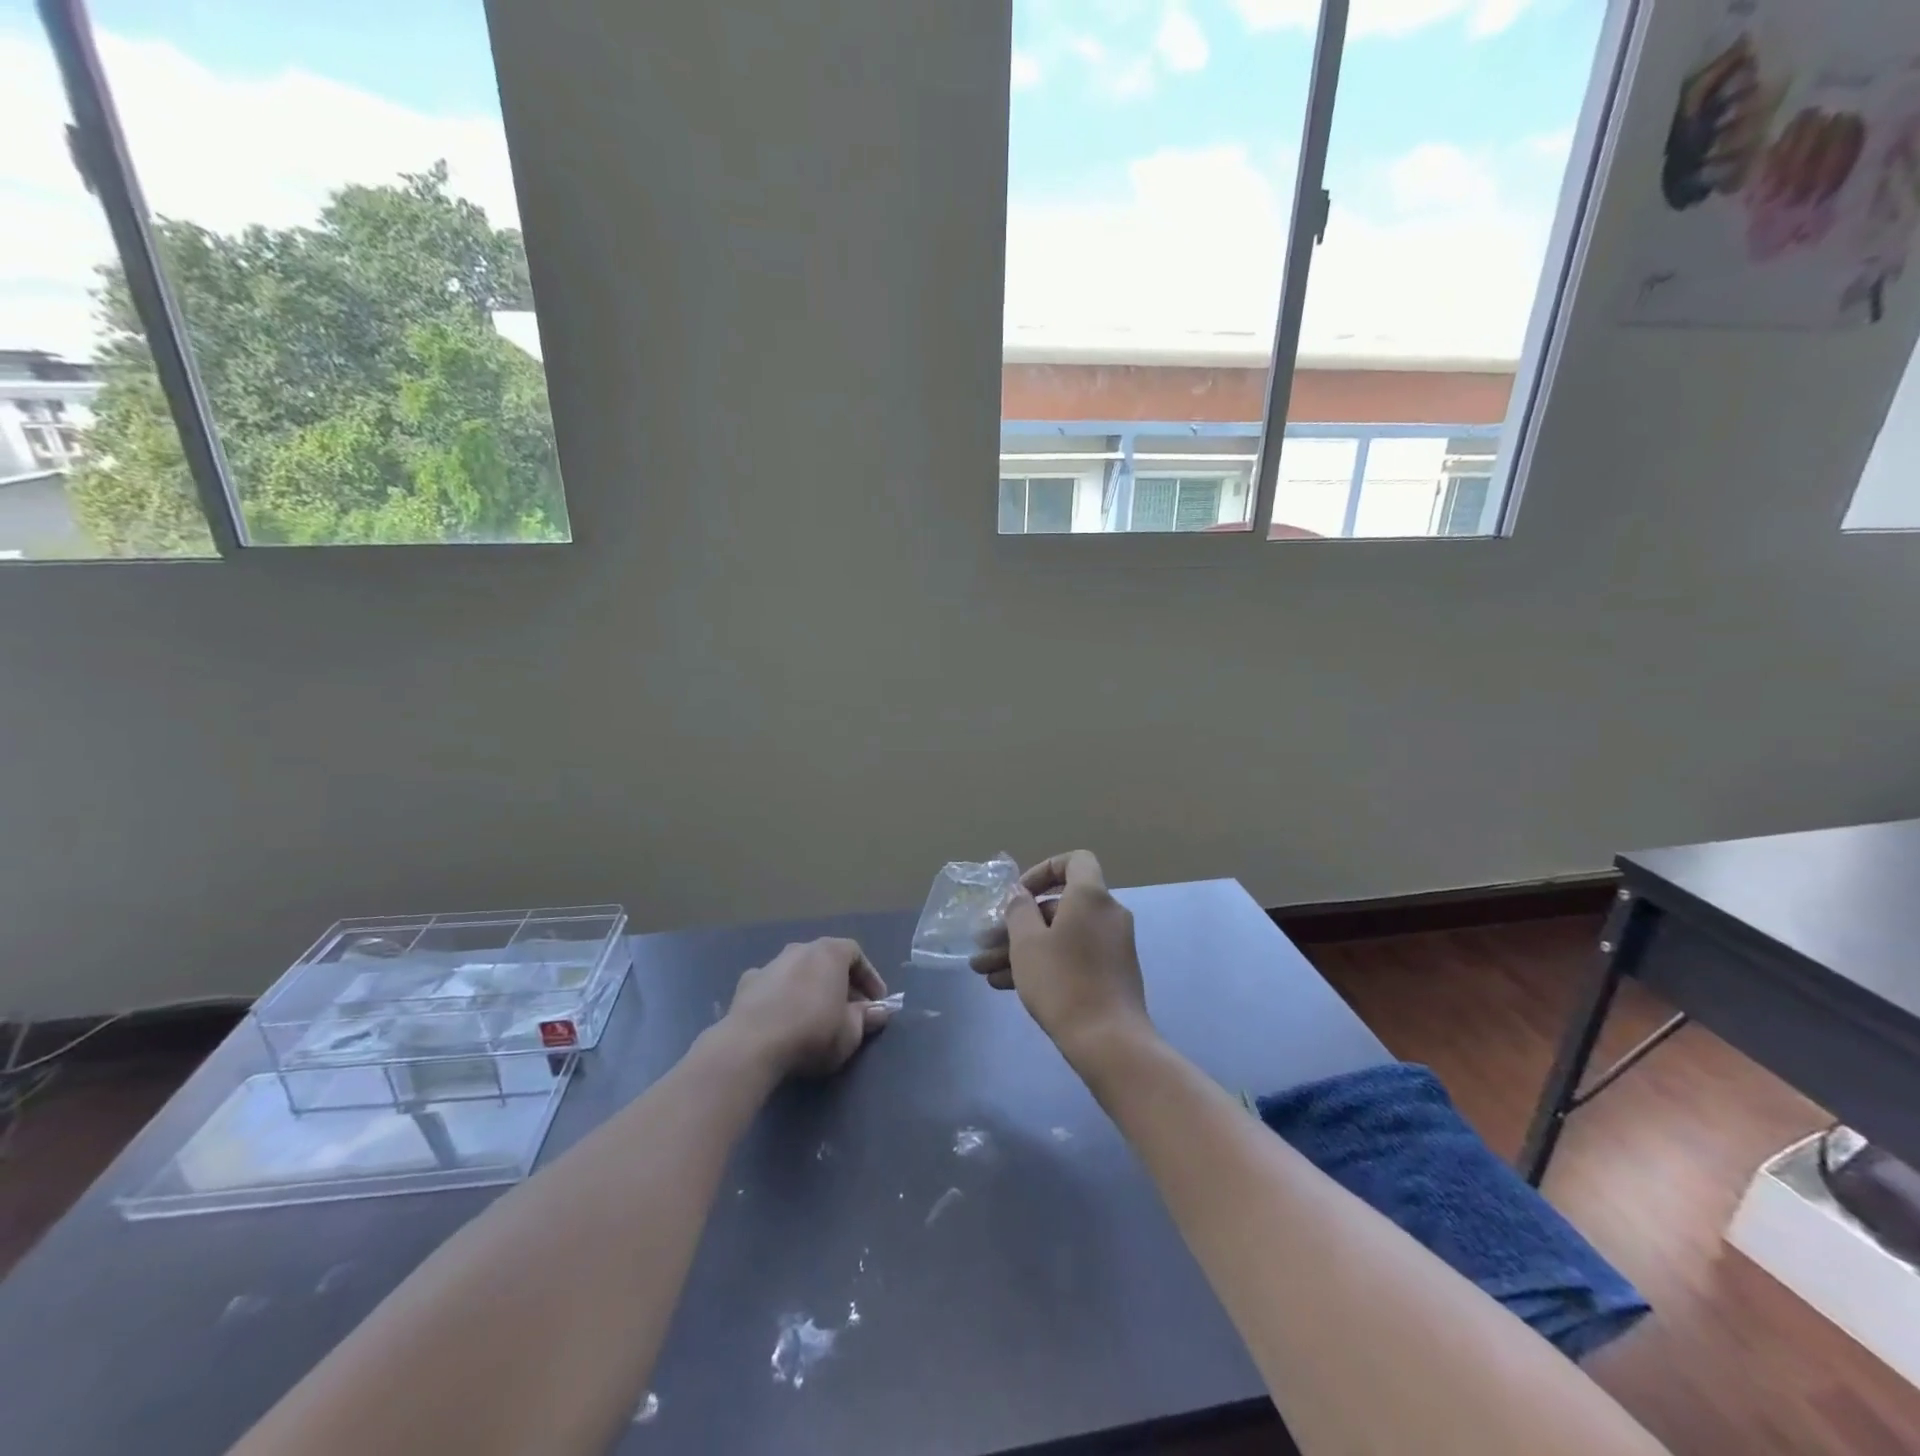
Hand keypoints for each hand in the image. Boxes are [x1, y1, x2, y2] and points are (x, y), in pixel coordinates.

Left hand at [722, 938, 891, 1078]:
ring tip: (814, 1016)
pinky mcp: (746, 984)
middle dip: (840, 983)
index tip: (875, 1002)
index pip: (856, 954)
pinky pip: (772, 986)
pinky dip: (782, 998)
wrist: (752, 1045)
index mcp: (829, 953)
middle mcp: (799, 949)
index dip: (869, 977)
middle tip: (848, 1010)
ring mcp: (770, 964)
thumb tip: (879, 1012)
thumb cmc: (812, 1032)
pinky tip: (782, 1020)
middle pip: (826, 960)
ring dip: (809, 988)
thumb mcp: (850, 1032)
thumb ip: (866, 1018)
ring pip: (798, 971)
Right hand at [970, 851, 1152, 1066]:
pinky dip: (1043, 963)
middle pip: (1058, 906)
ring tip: (983, 970)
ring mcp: (1111, 946)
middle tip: (985, 941)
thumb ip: (1019, 910)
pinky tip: (1004, 985)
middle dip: (1017, 923)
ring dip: (1021, 948)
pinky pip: (1072, 956)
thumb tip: (1020, 893)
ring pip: (1060, 935)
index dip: (1044, 869)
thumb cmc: (1063, 982)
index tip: (1020, 893)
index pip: (1075, 861)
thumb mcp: (1027, 943)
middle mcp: (1107, 915)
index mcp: (1091, 897)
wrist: (1109, 1042)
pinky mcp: (1110, 974)